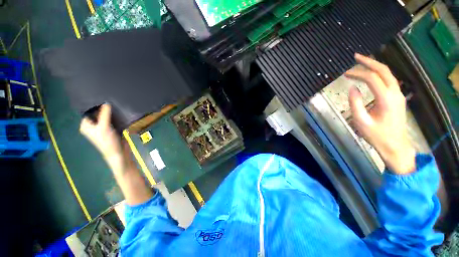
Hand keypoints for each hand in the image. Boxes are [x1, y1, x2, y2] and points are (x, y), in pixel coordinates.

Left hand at [80, 104, 124, 169]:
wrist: (118, 152)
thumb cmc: (107, 141)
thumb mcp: (104, 127)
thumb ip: (104, 114)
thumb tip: (106, 102)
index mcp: (86, 125)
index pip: (88, 112)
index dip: (94, 105)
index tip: (101, 98)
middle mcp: (93, 125)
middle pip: (97, 114)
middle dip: (103, 108)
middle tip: (110, 99)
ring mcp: (103, 127)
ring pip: (106, 117)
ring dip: (110, 112)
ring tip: (116, 104)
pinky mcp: (112, 129)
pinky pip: (113, 120)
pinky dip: (115, 116)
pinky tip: (120, 112)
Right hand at [345, 53, 415, 174]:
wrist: (395, 145)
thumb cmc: (376, 135)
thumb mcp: (361, 121)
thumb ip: (355, 103)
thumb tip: (352, 88)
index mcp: (386, 98)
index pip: (372, 78)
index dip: (358, 73)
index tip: (345, 74)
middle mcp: (395, 93)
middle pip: (384, 70)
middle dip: (370, 62)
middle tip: (356, 57)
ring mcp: (398, 95)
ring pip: (388, 74)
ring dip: (375, 66)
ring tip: (362, 62)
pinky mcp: (397, 98)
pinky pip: (389, 80)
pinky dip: (379, 74)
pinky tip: (371, 74)